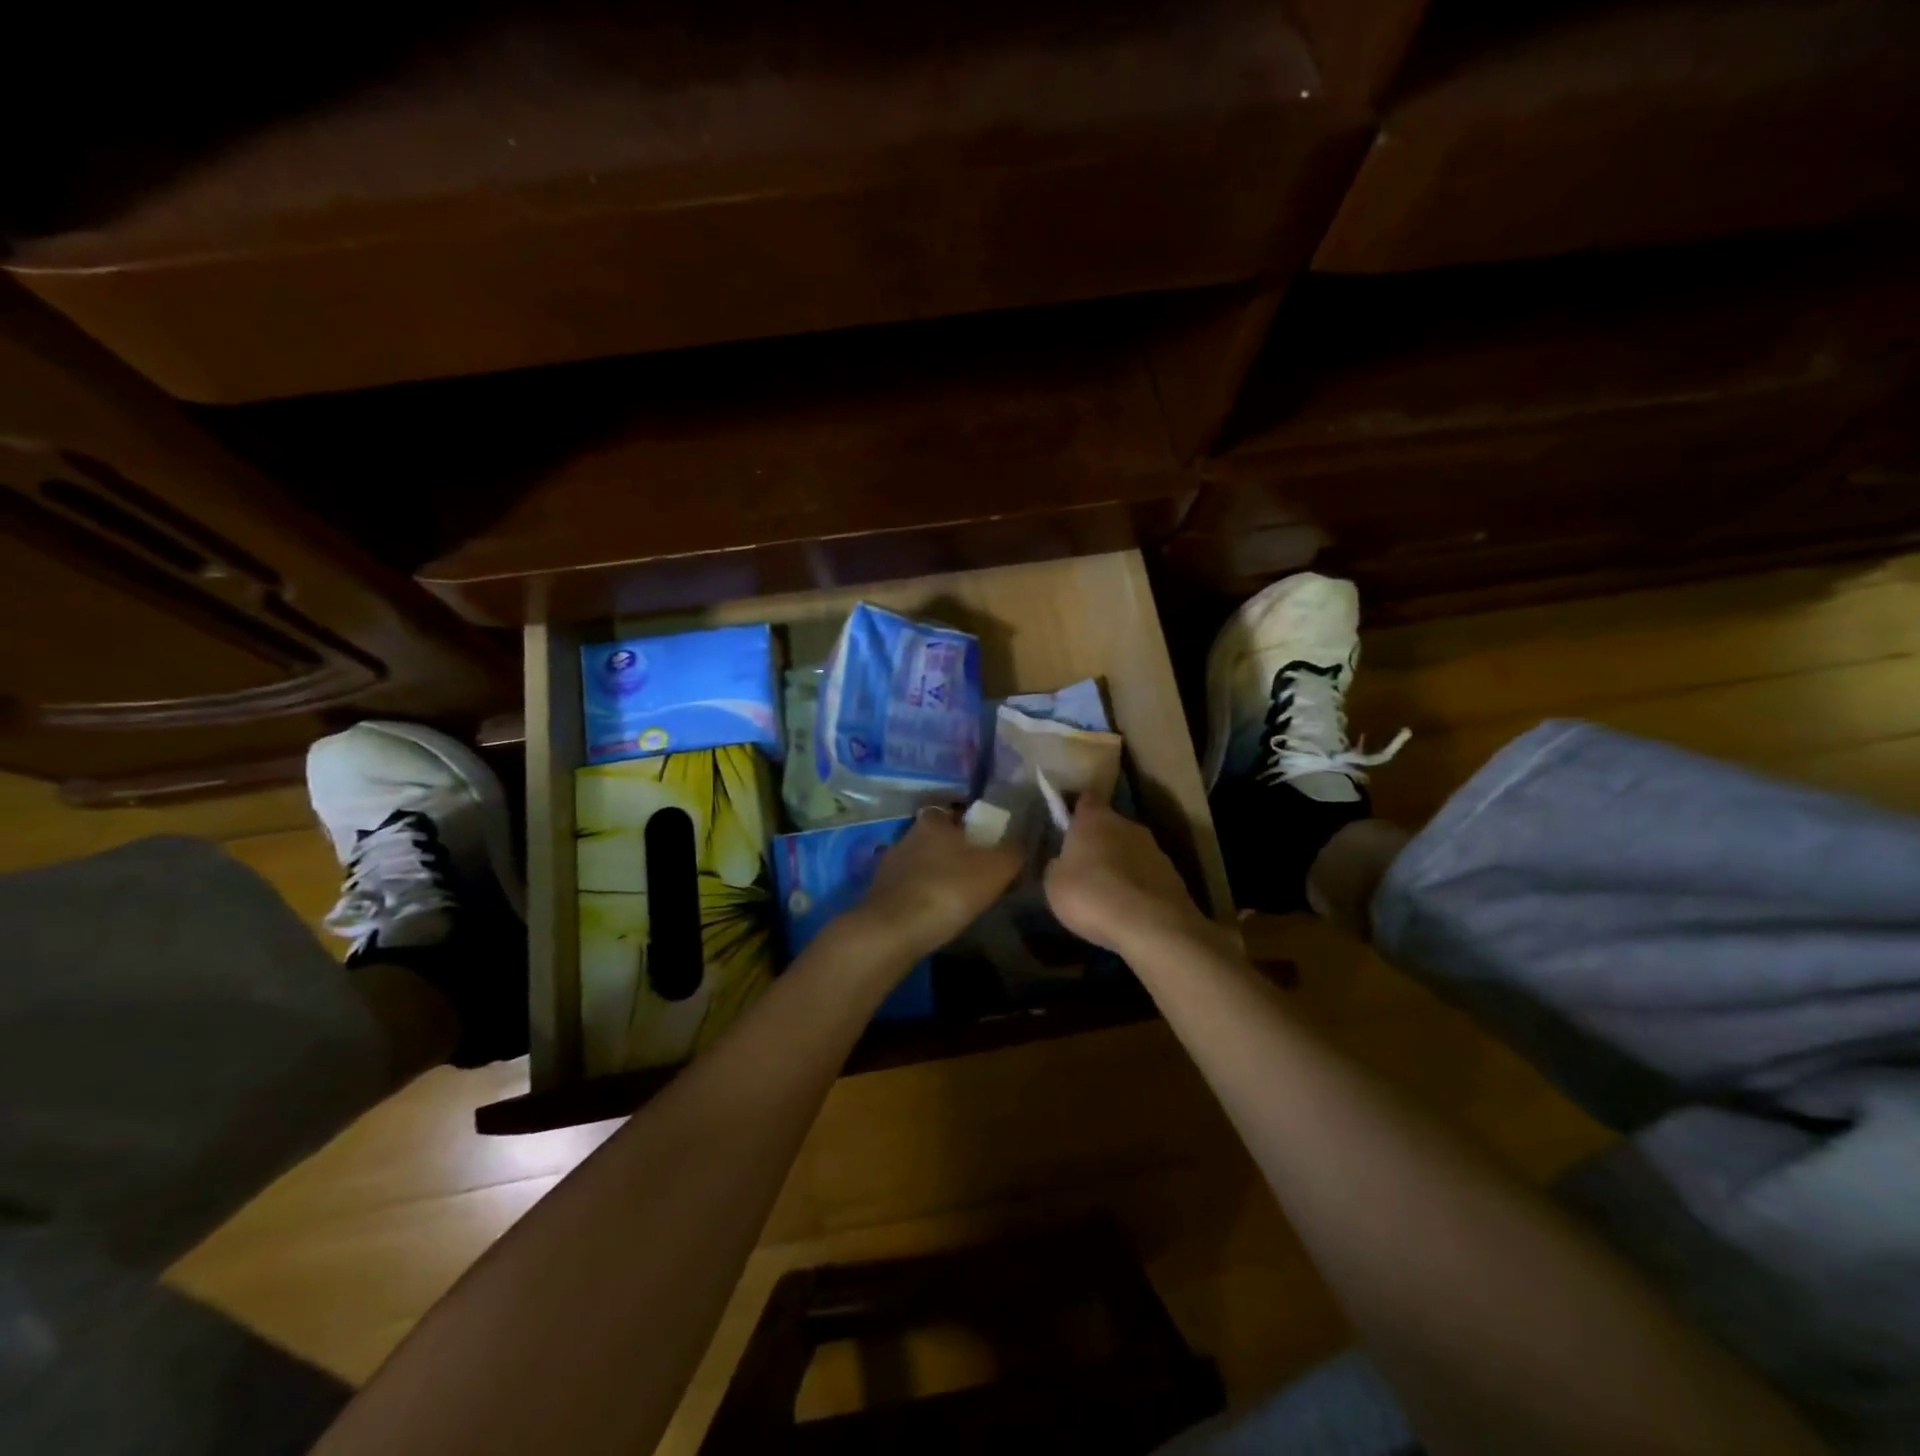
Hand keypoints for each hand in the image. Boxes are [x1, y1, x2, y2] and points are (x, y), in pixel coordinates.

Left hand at [845, 807, 1023, 962]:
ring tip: (958, 898)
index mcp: (933, 821)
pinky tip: (935, 914)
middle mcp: (907, 835)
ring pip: (921, 863)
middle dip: (954, 852)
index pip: (953, 811)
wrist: (892, 931)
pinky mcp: (879, 893)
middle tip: (978, 873)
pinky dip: (922, 897)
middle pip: (937, 838)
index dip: (970, 825)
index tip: (986, 844)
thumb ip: (1013, 853)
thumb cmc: (948, 890)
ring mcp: (889, 865)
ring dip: (936, 875)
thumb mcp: (996, 869)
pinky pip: (909, 888)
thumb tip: (1020, 844)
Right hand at [1044, 798, 1216, 956]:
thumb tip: (1062, 862)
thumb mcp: (1053, 885)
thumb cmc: (1091, 895)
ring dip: (1122, 864)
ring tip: (1109, 893)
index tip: (1069, 824)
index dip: (1078, 810)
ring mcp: (1155, 849)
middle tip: (1086, 867)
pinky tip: (1129, 908)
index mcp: (1094, 818)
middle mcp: (1127, 824)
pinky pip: (1147, 875)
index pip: (1086, 800)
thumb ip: (1057, 866)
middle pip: (1110, 825)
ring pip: (1131, 850)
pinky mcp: (1174, 875)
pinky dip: (1139, 886)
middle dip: (1100, 842)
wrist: (1150, 925)